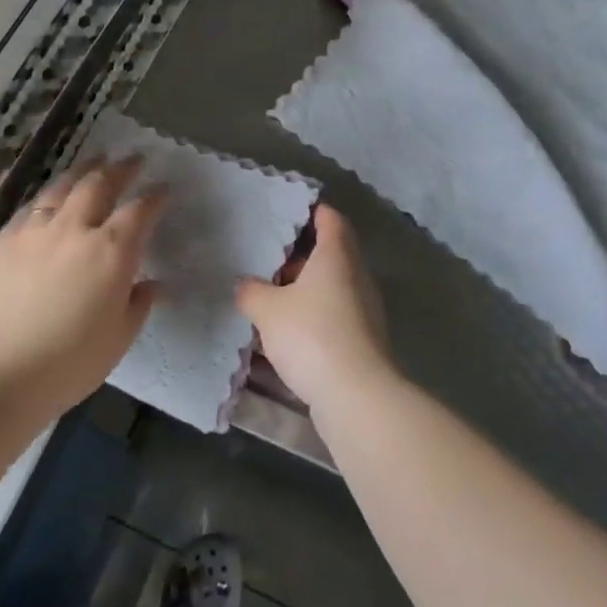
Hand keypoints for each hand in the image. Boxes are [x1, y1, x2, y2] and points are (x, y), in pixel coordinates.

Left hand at [0, 157, 163, 415]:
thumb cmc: (68, 363)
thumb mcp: (118, 338)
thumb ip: (138, 304)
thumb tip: (154, 284)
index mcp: (111, 251)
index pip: (140, 211)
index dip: (155, 197)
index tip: (164, 188)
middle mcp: (75, 229)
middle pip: (100, 184)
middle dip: (120, 169)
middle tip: (132, 160)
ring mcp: (36, 231)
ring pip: (62, 187)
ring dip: (83, 170)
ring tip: (94, 161)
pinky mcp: (5, 241)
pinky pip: (31, 207)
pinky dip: (48, 195)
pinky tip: (50, 197)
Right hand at [235, 205, 398, 410]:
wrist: (356, 395)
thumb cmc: (312, 335)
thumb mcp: (268, 309)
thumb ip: (251, 291)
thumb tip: (244, 284)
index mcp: (337, 256)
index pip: (330, 219)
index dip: (310, 211)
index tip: (285, 212)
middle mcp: (355, 277)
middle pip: (328, 254)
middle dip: (297, 257)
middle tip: (264, 259)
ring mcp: (362, 310)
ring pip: (328, 288)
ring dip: (300, 291)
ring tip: (265, 298)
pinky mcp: (360, 341)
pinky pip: (330, 317)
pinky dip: (308, 318)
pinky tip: (281, 335)